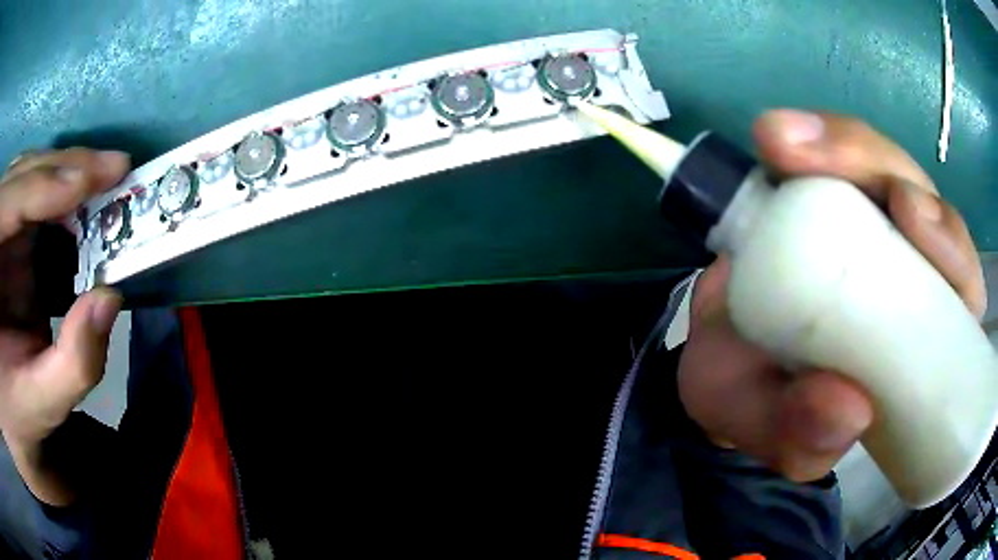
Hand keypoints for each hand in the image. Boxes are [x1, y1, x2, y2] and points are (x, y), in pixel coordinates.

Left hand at [0, 149, 128, 457]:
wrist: (12, 413)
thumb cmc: (19, 413)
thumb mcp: (41, 403)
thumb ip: (72, 363)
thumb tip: (110, 297)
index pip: (11, 203)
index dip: (46, 185)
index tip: (97, 178)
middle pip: (22, 175)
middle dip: (64, 168)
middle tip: (115, 169)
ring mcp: (0, 232)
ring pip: (27, 174)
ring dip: (64, 171)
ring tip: (105, 177)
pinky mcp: (7, 236)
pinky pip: (30, 191)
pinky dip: (58, 187)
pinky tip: (81, 196)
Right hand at [678, 110, 985, 481]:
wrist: (719, 361)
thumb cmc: (756, 402)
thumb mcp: (775, 434)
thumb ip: (804, 439)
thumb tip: (851, 409)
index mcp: (920, 340)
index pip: (960, 286)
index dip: (949, 245)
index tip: (906, 215)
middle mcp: (907, 271)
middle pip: (921, 201)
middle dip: (881, 169)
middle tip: (812, 162)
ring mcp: (868, 224)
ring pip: (880, 164)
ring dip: (841, 145)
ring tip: (778, 142)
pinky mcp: (828, 193)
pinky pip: (833, 155)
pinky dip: (811, 139)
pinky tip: (777, 139)